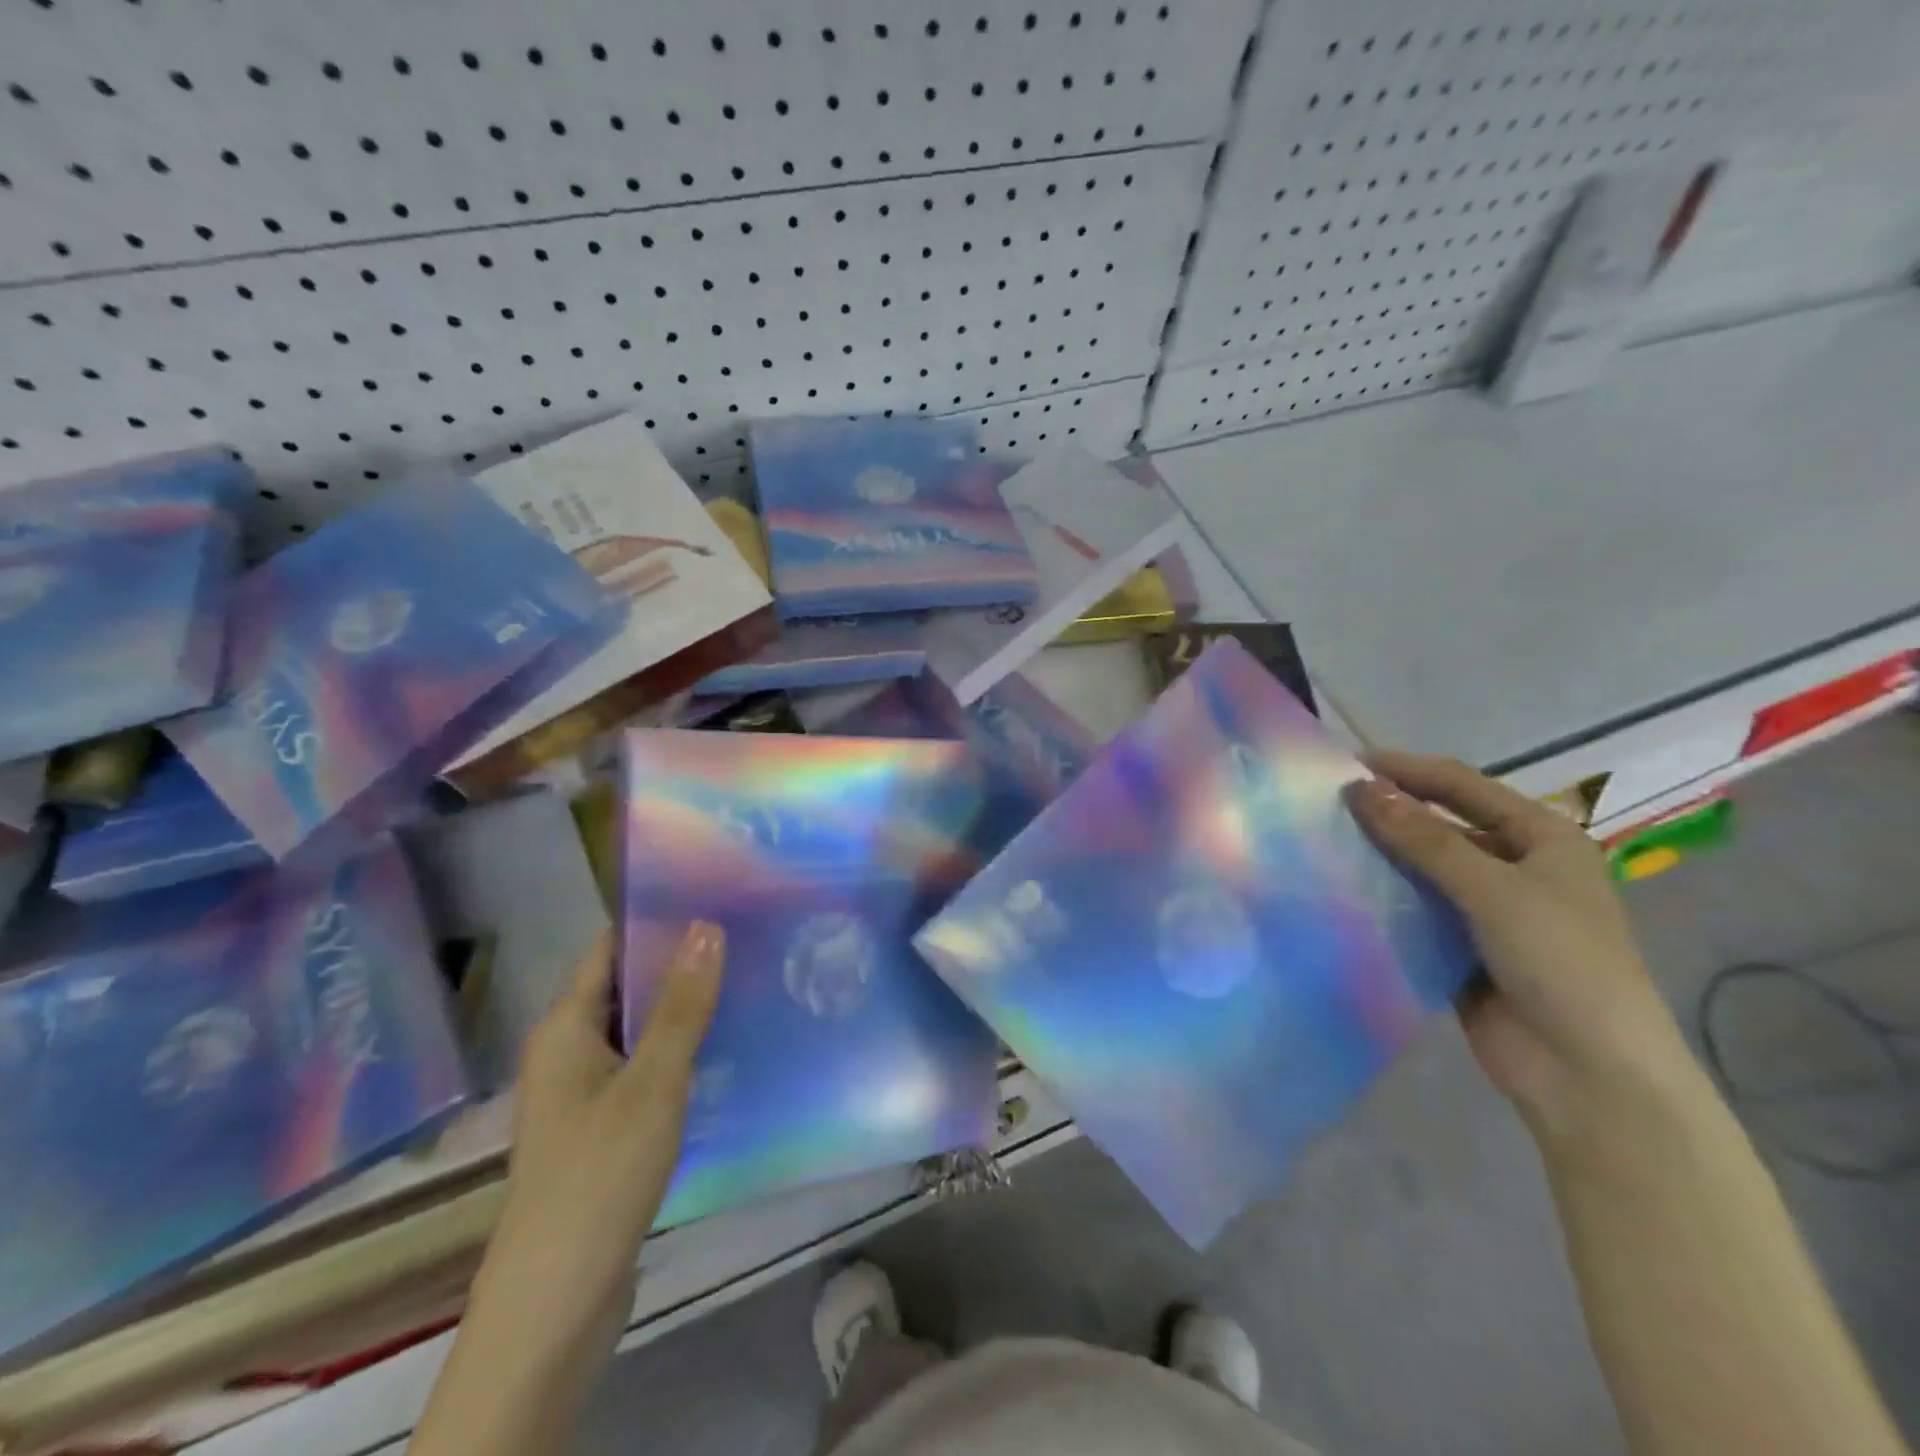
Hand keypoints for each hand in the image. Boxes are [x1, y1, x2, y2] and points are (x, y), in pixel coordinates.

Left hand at [471, 922, 723, 1361]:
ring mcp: (585, 1093)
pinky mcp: (605, 1128)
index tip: (716, 899)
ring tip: (750, 982)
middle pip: (628, 988)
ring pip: (641, 1032)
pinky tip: (729, 1048)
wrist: (558, 1298)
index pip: (611, 948)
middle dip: (681, 965)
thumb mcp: (653, 1080)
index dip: (658, 921)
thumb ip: (682, 1004)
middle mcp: (569, 1051)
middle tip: (747, 938)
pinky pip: (645, 1070)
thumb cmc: (600, 1171)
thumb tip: (707, 925)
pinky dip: (680, 1054)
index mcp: (566, 1027)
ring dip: (685, 1011)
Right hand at [1349, 752, 1695, 1144]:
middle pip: (1439, 825)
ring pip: (1421, 869)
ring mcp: (1486, 909)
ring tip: (1319, 844)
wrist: (1589, 1074)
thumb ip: (1423, 838)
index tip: (1345, 763)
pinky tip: (1339, 893)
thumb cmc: (1560, 962)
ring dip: (1379, 857)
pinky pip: (1413, 911)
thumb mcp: (1493, 889)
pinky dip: (1382, 900)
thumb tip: (1359, 789)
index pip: (1462, 786)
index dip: (1406, 770)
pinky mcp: (1460, 947)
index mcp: (1540, 838)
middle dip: (1387, 813)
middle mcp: (1514, 866)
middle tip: (1324, 806)